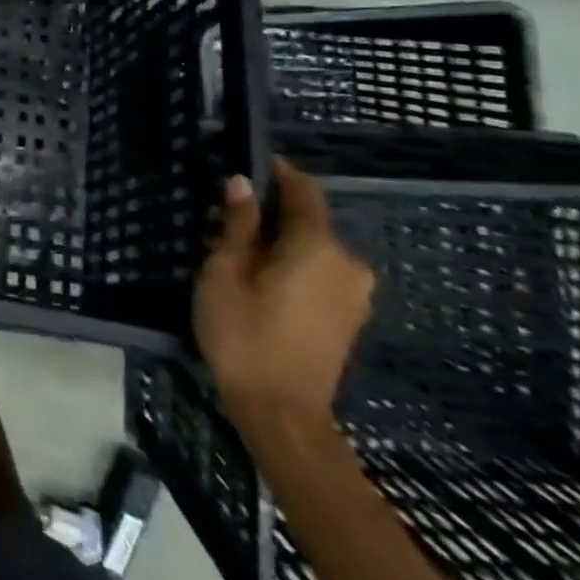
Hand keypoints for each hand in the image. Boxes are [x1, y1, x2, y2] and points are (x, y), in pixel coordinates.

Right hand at [194, 159, 373, 435]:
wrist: (282, 414)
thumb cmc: (244, 333)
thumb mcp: (225, 271)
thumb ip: (238, 224)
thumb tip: (242, 183)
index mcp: (318, 245)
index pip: (302, 189)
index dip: (275, 171)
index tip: (243, 165)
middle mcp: (348, 263)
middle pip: (308, 220)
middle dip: (269, 213)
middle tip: (224, 218)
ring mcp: (354, 294)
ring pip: (313, 249)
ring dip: (279, 242)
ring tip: (236, 252)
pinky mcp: (349, 319)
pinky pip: (320, 273)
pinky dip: (292, 266)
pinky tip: (260, 281)